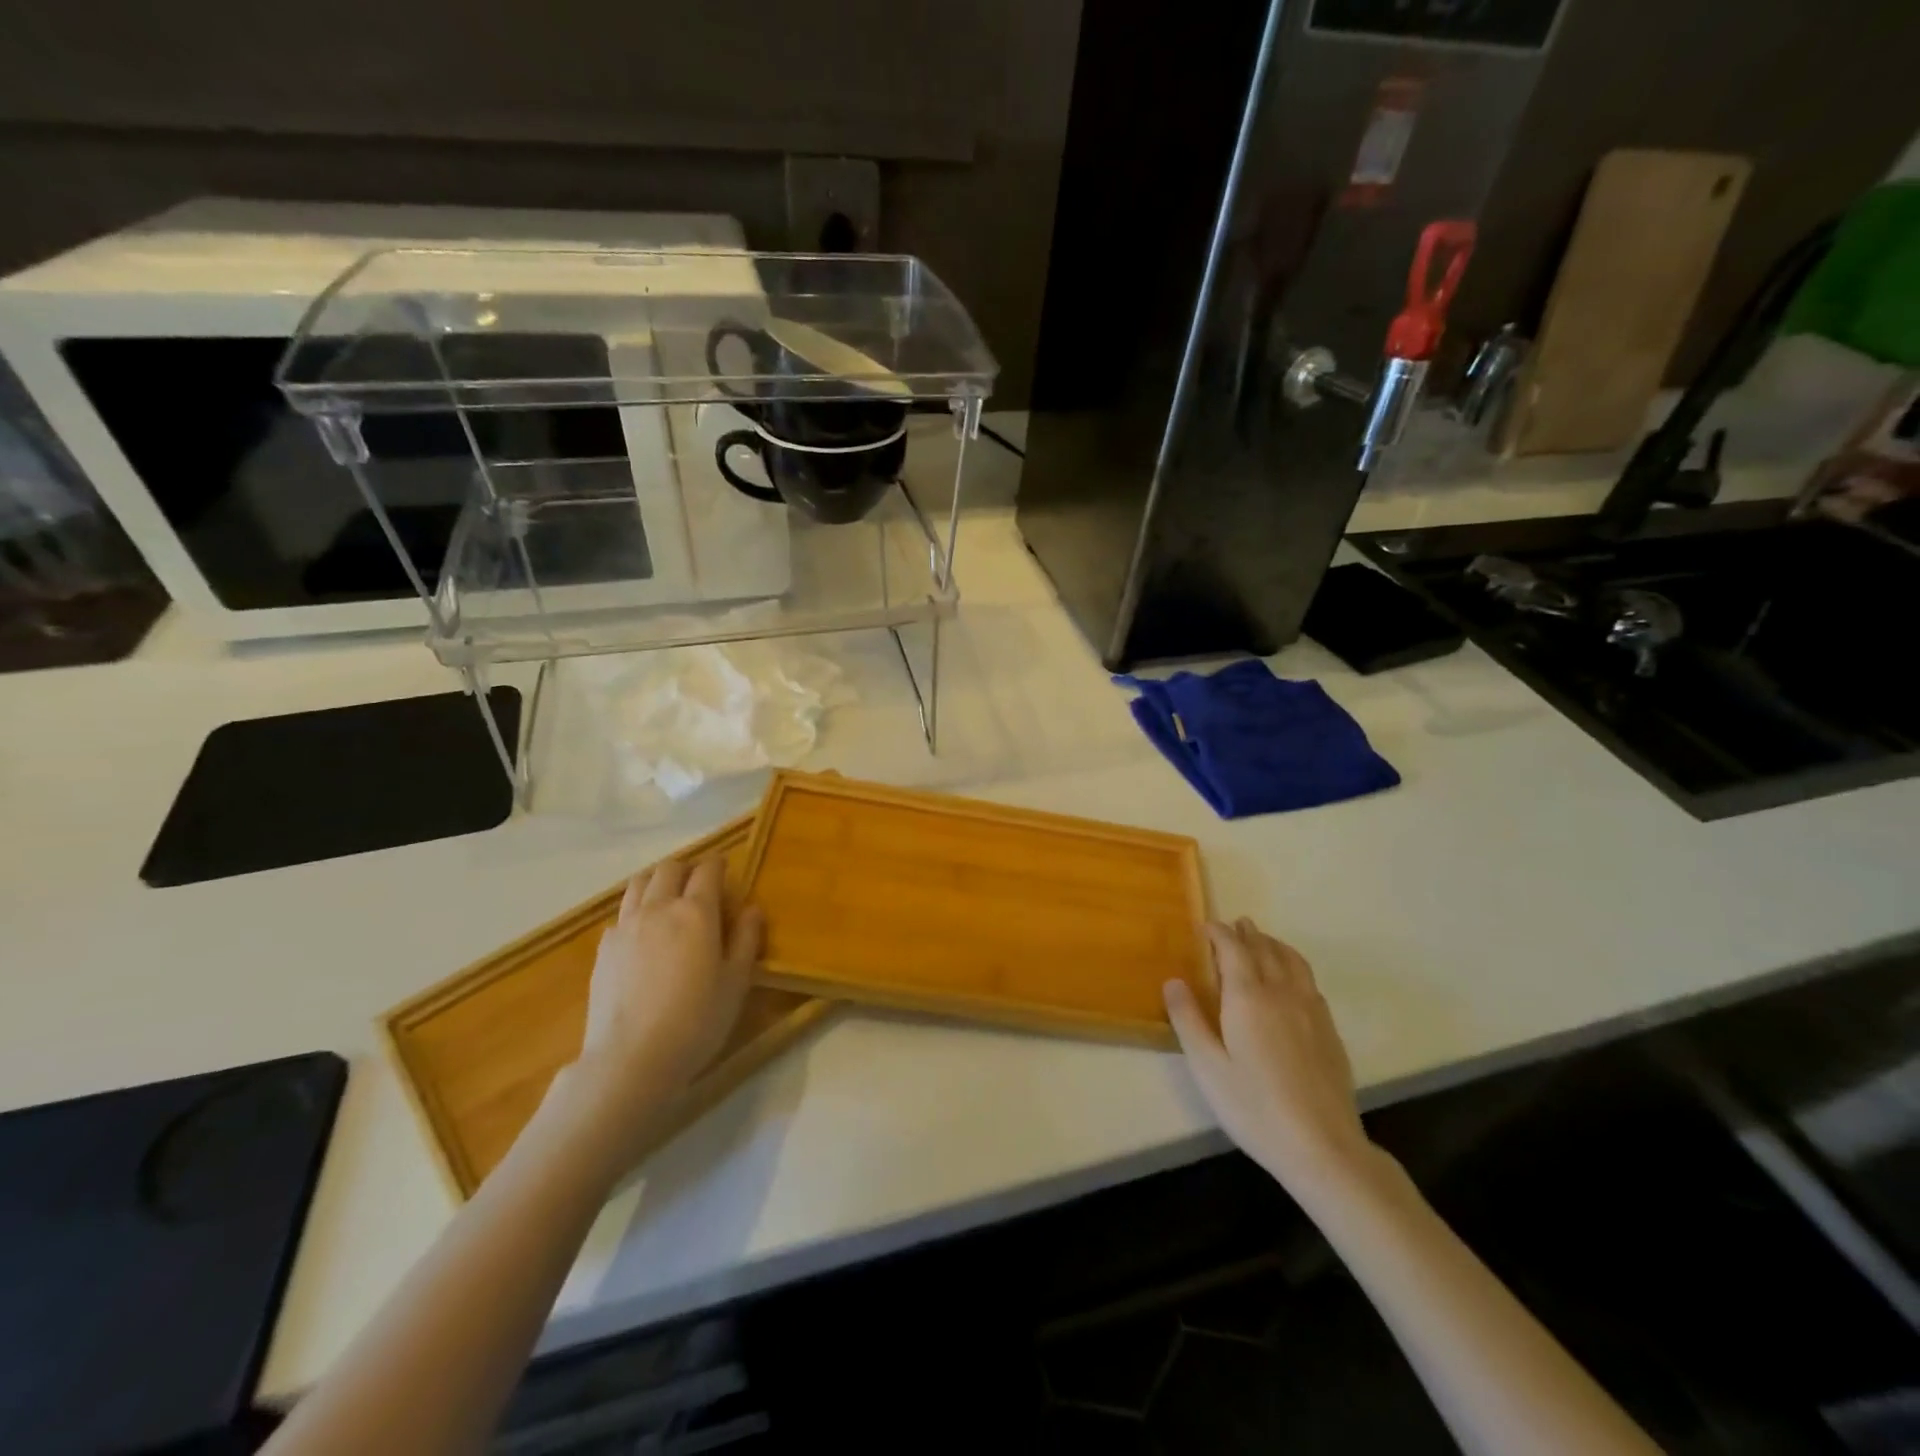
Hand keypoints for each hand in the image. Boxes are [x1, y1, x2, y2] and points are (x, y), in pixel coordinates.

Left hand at [574, 857, 763, 1111]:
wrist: (631, 1059)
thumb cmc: (696, 1021)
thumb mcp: (736, 982)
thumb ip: (747, 939)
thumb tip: (752, 908)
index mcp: (696, 912)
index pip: (707, 870)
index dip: (718, 864)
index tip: (725, 869)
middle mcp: (658, 908)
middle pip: (669, 869)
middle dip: (686, 869)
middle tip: (699, 885)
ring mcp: (625, 926)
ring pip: (639, 884)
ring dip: (657, 882)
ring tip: (668, 900)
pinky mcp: (603, 948)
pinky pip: (621, 914)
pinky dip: (636, 912)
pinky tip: (643, 936)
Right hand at [1164, 919, 1374, 1198]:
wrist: (1323, 1147)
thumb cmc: (1254, 1107)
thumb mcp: (1207, 1067)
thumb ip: (1188, 1020)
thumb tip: (1173, 981)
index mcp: (1248, 997)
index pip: (1233, 948)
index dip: (1219, 933)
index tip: (1205, 927)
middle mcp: (1281, 993)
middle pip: (1264, 949)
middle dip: (1246, 933)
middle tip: (1232, 925)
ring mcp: (1311, 1010)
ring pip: (1292, 961)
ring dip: (1273, 944)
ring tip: (1261, 940)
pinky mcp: (1329, 1030)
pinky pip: (1309, 981)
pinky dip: (1293, 965)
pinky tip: (1290, 979)